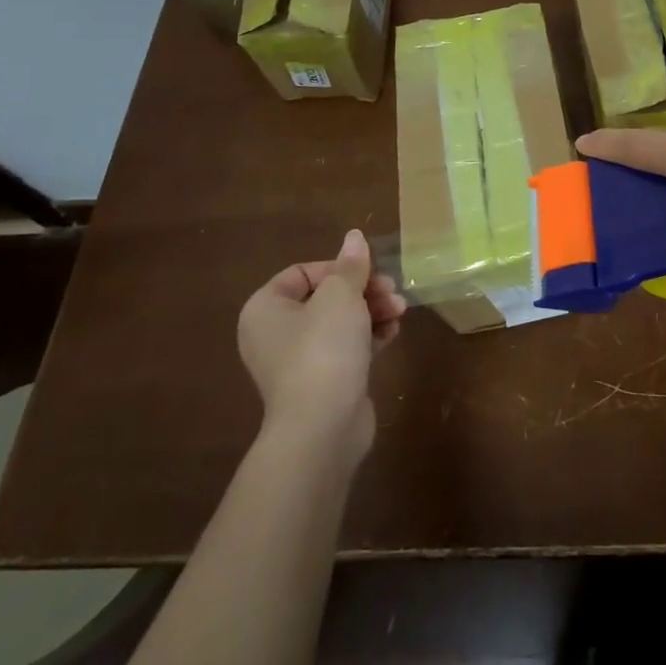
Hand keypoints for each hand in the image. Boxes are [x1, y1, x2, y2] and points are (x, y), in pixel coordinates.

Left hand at [236, 230, 406, 462]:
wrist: (323, 427)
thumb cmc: (323, 349)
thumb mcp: (341, 296)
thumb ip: (351, 265)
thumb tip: (354, 237)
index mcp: (265, 309)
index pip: (302, 273)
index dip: (338, 268)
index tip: (367, 273)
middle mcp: (275, 334)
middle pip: (324, 297)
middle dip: (363, 290)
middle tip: (392, 289)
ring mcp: (298, 362)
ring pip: (340, 323)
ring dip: (371, 311)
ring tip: (400, 310)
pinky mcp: (323, 383)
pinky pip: (346, 348)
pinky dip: (369, 337)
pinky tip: (393, 332)